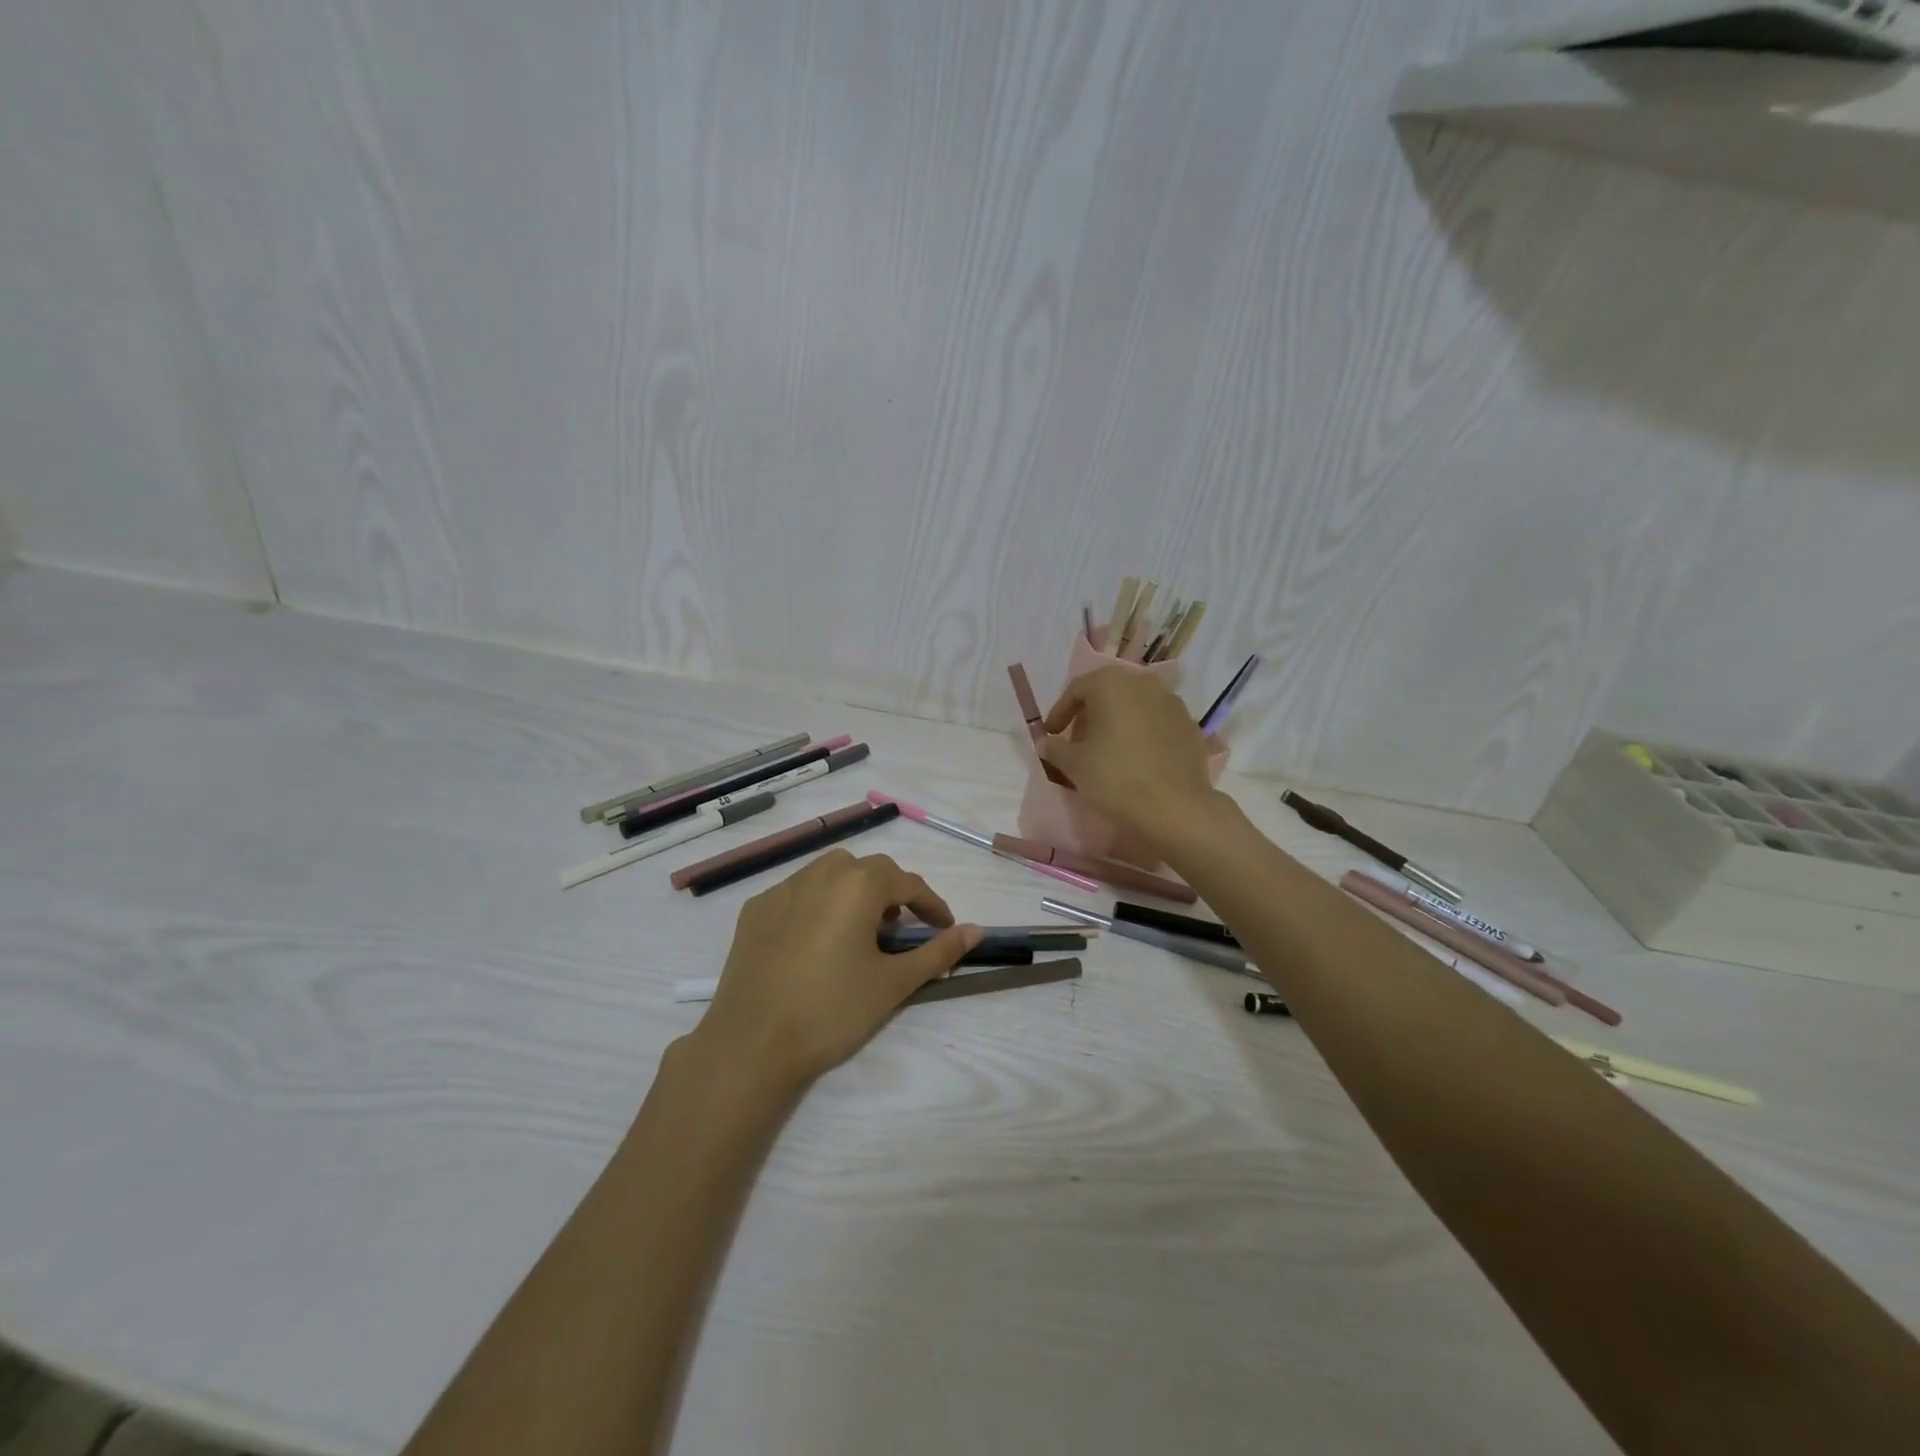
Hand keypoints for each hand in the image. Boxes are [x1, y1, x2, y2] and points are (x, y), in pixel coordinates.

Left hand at [690, 850, 982, 1090]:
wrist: (751, 1044)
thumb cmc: (832, 1010)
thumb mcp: (893, 983)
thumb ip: (938, 952)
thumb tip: (976, 930)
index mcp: (858, 885)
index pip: (908, 884)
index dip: (931, 905)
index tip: (944, 928)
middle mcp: (820, 873)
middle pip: (869, 870)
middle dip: (892, 894)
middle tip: (900, 931)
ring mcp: (782, 888)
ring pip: (831, 874)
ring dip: (854, 892)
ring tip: (859, 931)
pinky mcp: (755, 909)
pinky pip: (798, 893)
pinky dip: (817, 905)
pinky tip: (815, 941)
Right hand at [1041, 666, 1218, 841]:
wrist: (1174, 807)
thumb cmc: (1115, 778)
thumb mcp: (1074, 765)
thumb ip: (1055, 748)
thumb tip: (1045, 742)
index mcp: (1111, 684)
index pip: (1077, 689)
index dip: (1060, 712)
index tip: (1052, 734)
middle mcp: (1143, 682)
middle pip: (1108, 692)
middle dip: (1090, 714)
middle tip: (1078, 741)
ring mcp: (1171, 701)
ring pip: (1135, 704)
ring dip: (1117, 721)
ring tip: (1108, 749)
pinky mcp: (1189, 724)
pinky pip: (1156, 721)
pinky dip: (1142, 732)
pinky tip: (1136, 757)